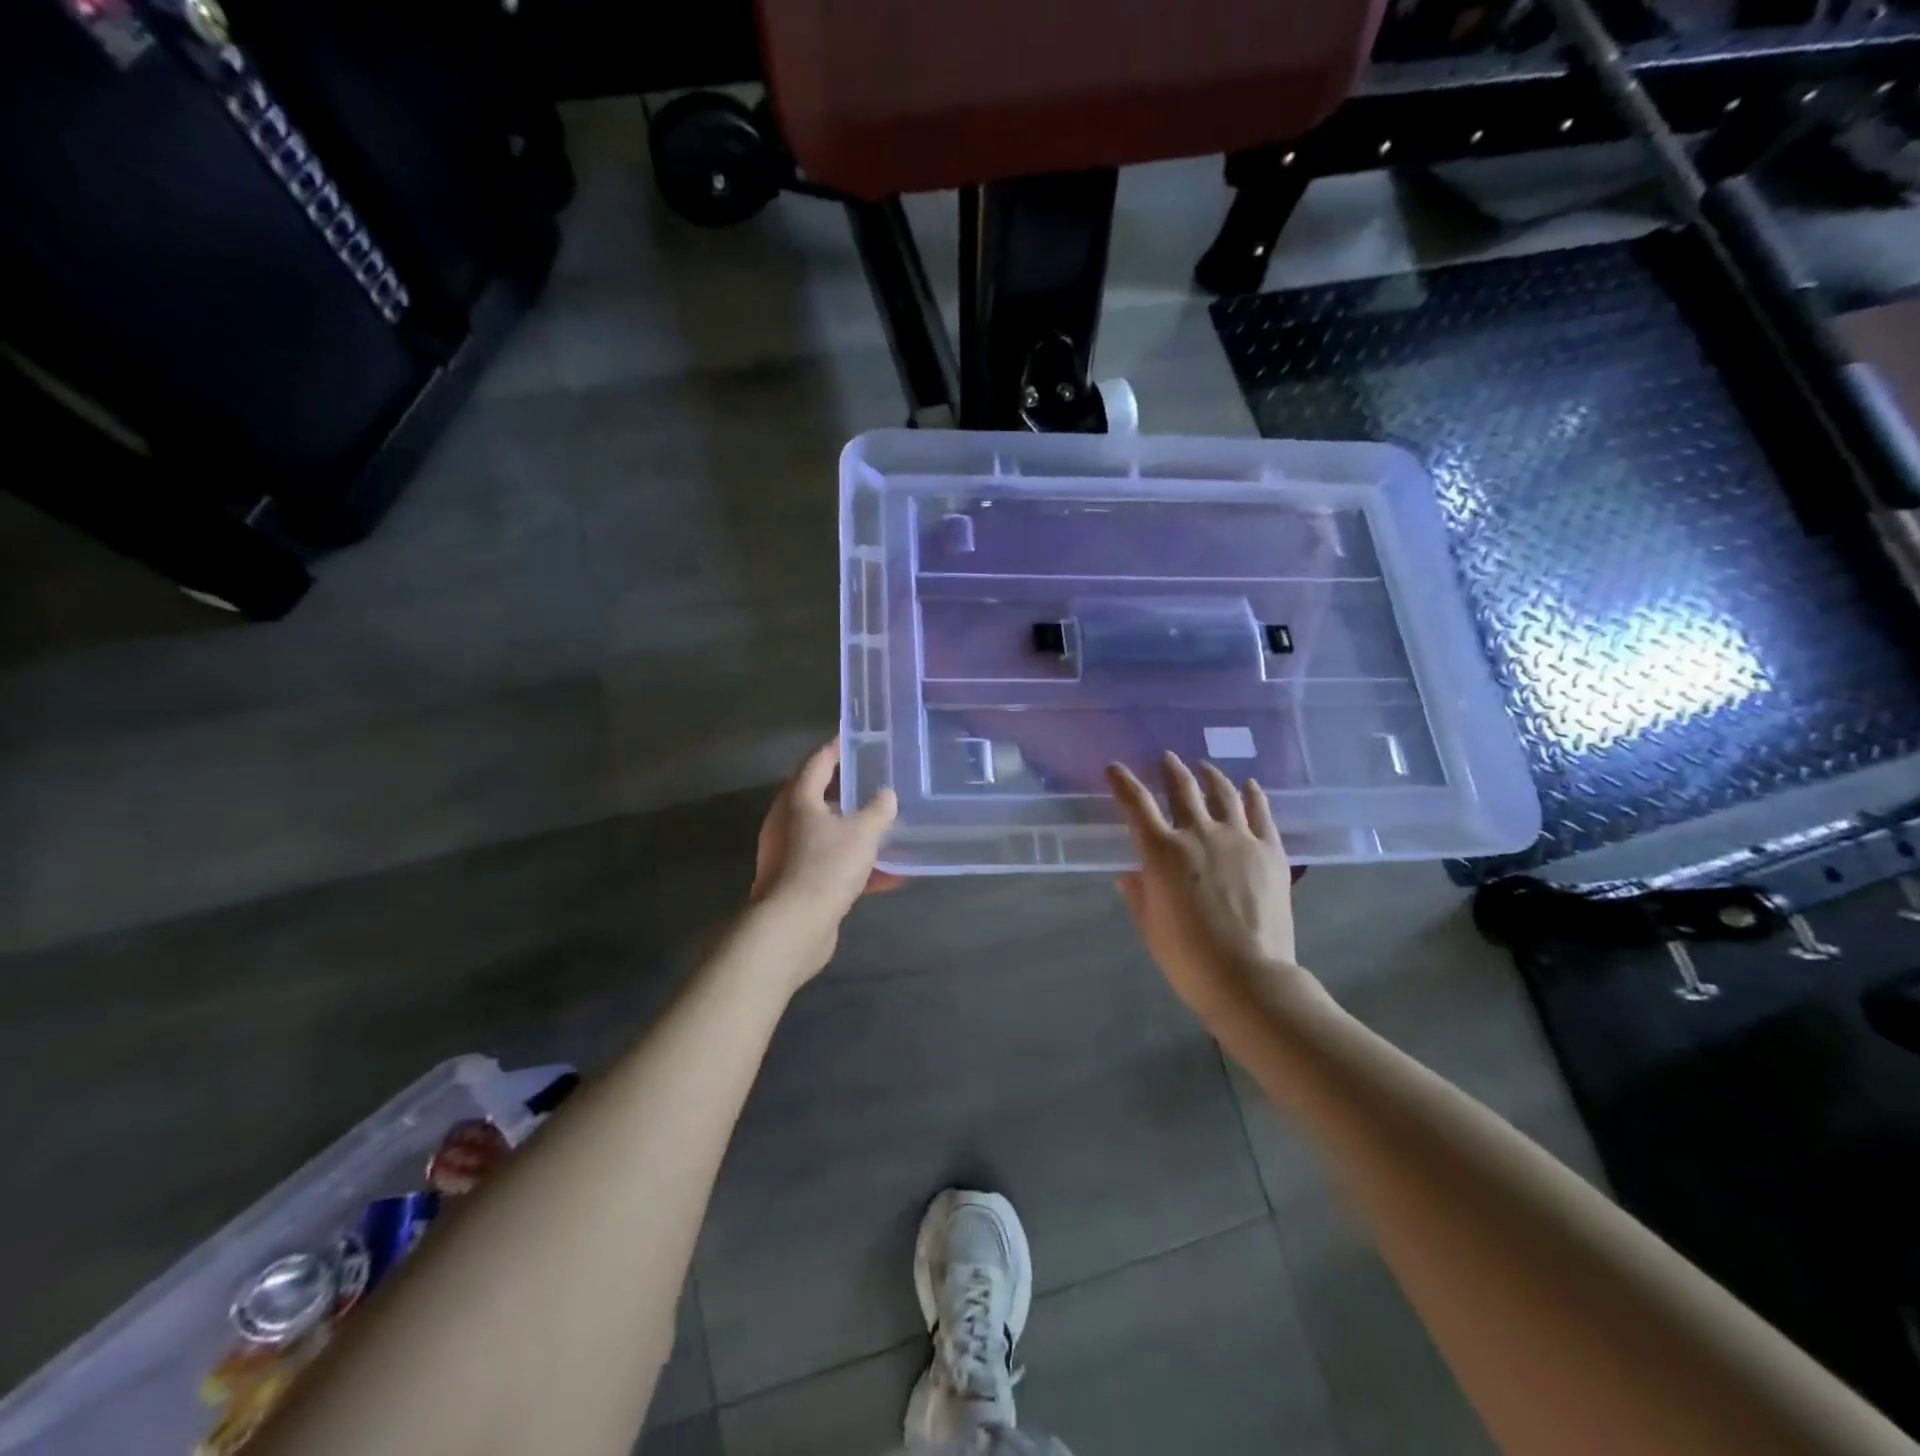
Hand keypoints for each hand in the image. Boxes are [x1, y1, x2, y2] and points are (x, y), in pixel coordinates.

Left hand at [749, 737, 900, 979]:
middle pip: (818, 799)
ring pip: (827, 835)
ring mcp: (790, 856)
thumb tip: (887, 795)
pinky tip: (888, 877)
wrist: (794, 927)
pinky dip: (856, 867)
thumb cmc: (825, 867)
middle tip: (873, 781)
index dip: (834, 749)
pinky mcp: (798, 884)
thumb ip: (878, 811)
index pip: (816, 764)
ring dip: (854, 833)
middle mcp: (788, 824)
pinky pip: (832, 866)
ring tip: (884, 828)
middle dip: (846, 792)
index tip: (851, 738)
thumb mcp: (862, 834)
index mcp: (798, 801)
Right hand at [1107, 753, 1305, 1025]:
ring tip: (1205, 767)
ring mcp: (1238, 838)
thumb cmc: (1188, 958)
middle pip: (1182, 788)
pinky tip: (1250, 786)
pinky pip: (1261, 813)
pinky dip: (1253, 795)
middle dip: (1169, 769)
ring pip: (1223, 793)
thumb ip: (1138, 896)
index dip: (1122, 782)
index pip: (1135, 803)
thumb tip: (1130, 877)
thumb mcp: (1150, 927)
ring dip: (1210, 776)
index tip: (1114, 768)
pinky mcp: (1270, 851)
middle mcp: (1198, 833)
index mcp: (1161, 851)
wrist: (1248, 977)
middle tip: (1165, 758)